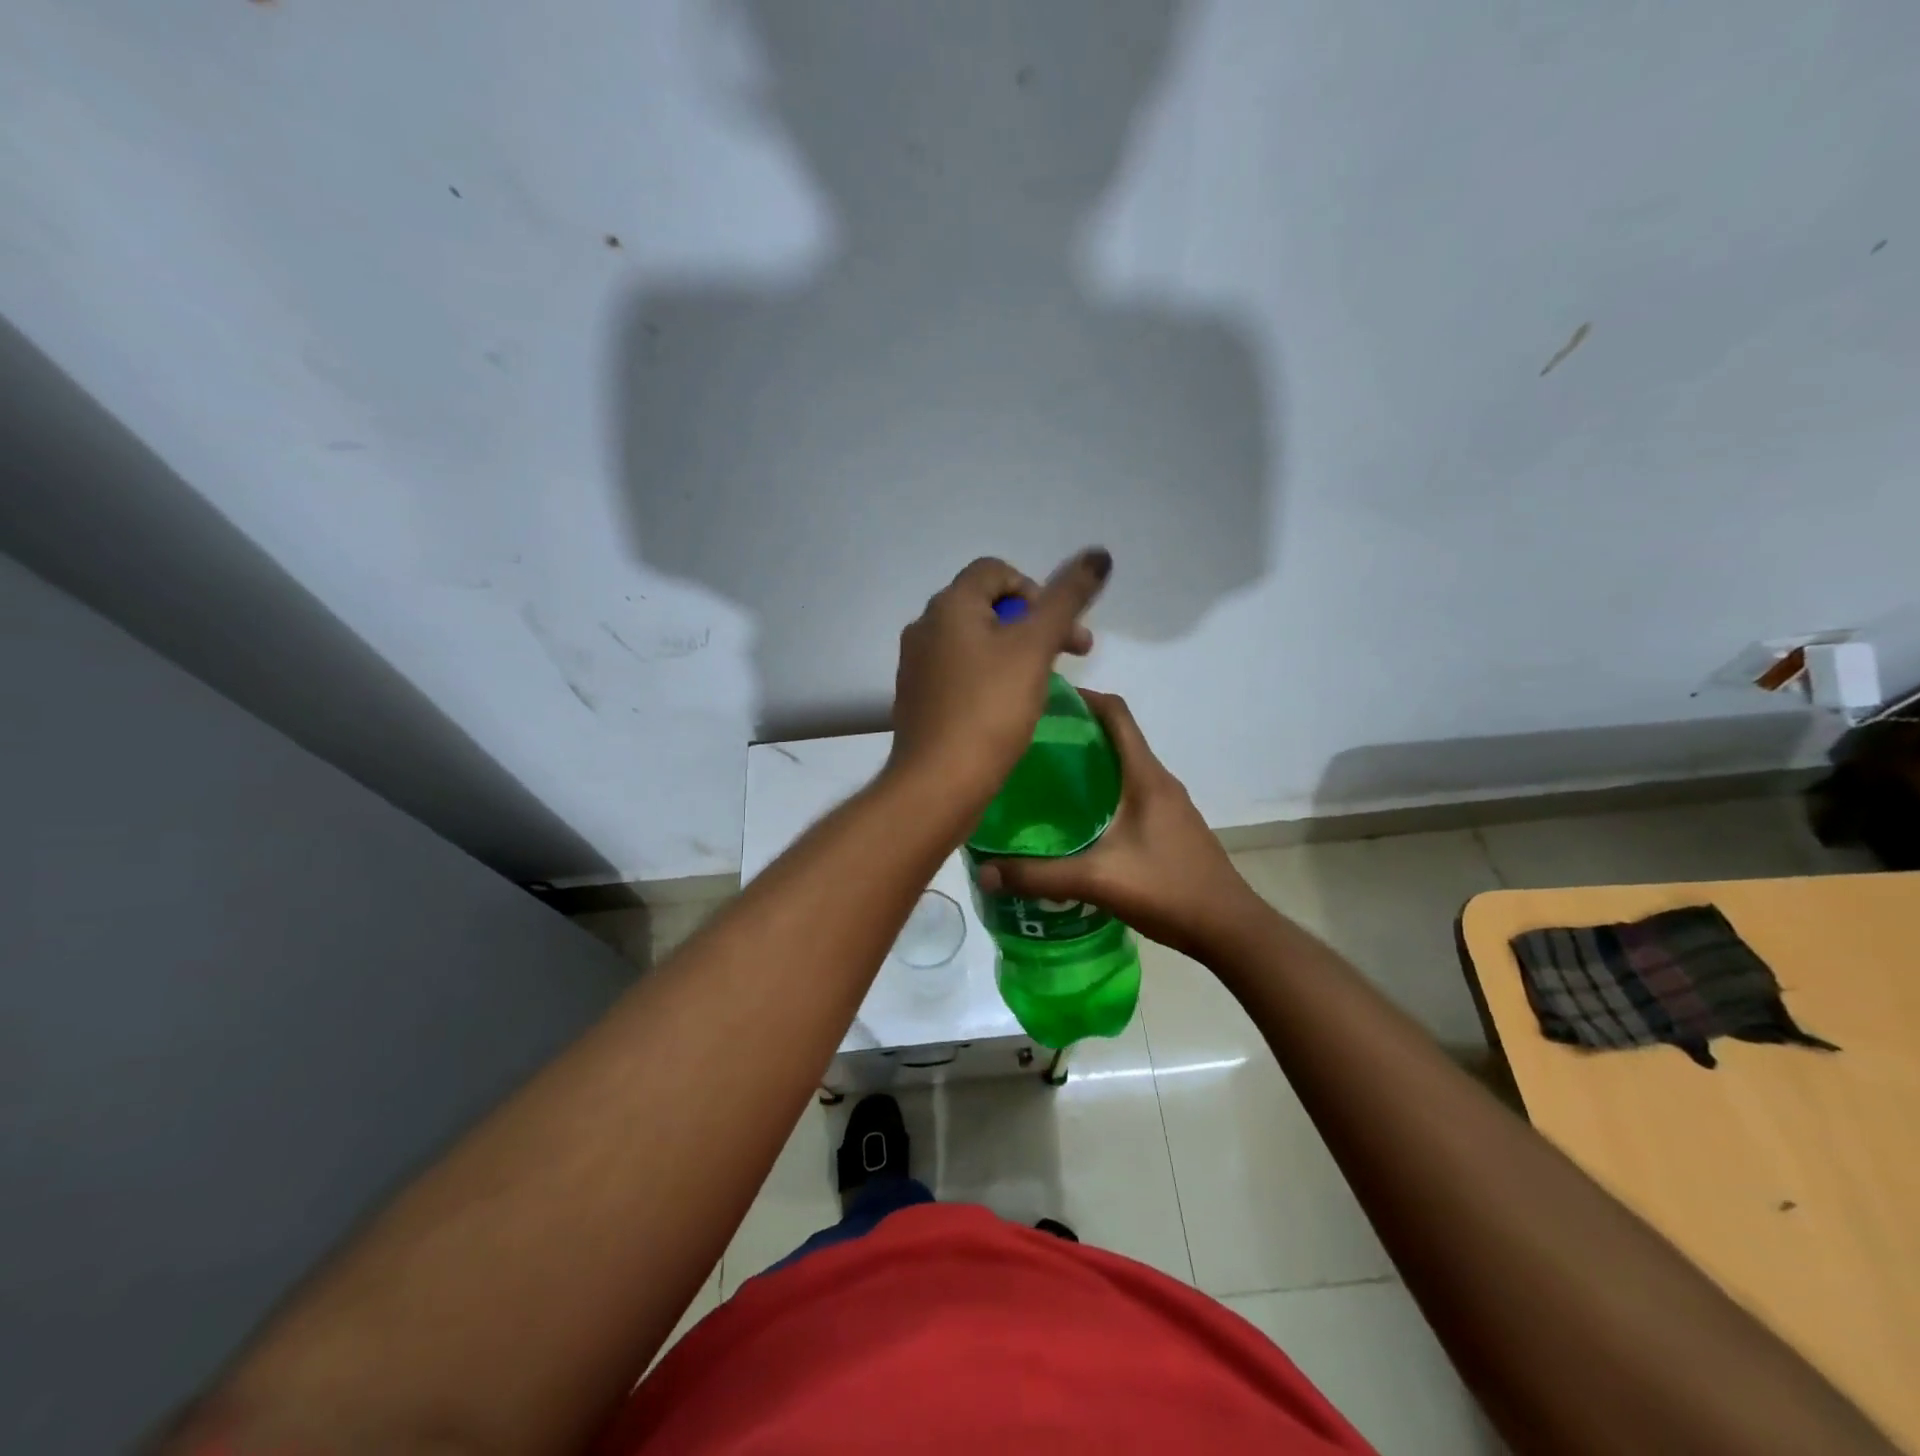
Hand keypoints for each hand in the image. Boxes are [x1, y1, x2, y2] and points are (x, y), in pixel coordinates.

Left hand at [887, 549, 1110, 804]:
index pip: (995, 570)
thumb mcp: (1036, 647)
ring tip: (1040, 684)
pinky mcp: (918, 699)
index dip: (1036, 589)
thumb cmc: (990, 709)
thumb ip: (1067, 599)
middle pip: (987, 606)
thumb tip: (1098, 554)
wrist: (938, 783)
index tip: (1060, 628)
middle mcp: (925, 627)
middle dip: (1033, 624)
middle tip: (1071, 655)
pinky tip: (1007, 710)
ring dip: (1013, 652)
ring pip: (975, 642)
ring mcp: (917, 665)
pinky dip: (989, 678)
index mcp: (949, 605)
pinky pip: (960, 674)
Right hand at [973, 691, 1258, 960]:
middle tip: (1028, 745)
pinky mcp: (1170, 827)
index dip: (1082, 697)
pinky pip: (1130, 793)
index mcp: (1145, 777)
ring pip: (1123, 768)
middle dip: (1075, 733)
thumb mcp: (1097, 881)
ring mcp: (1169, 805)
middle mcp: (1159, 781)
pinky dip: (1102, 792)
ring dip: (1088, 765)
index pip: (1116, 713)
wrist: (1230, 929)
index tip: (1043, 700)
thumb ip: (1039, 875)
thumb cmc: (1169, 890)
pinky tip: (1076, 821)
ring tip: (1044, 780)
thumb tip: (983, 872)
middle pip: (1116, 738)